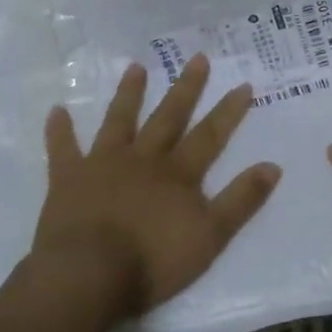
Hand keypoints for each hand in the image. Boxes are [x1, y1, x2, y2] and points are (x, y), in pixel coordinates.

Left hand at [33, 54, 281, 317]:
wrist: (90, 274)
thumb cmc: (154, 261)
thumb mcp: (211, 235)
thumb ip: (241, 200)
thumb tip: (273, 166)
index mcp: (178, 174)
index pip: (210, 136)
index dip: (229, 111)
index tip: (244, 85)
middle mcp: (144, 159)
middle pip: (168, 118)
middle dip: (186, 88)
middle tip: (197, 57)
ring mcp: (103, 164)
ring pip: (119, 121)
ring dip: (129, 94)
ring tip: (136, 67)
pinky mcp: (68, 178)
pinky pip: (63, 148)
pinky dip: (60, 130)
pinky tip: (57, 110)